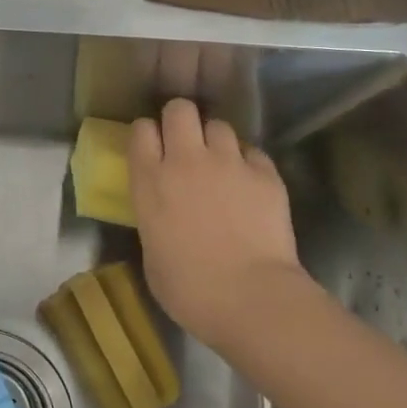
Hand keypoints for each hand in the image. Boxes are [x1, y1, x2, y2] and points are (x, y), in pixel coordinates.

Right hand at [128, 99, 313, 352]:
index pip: (141, 130)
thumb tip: (163, 212)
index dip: (147, 135)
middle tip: (185, 144)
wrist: (251, 298)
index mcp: (150, 182)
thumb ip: (154, 218)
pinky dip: (248, 163)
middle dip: (180, 120)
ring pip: (219, 125)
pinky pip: (252, 152)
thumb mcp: (152, 253)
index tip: (151, 149)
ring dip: (215, 141)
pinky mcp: (265, 173)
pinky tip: (249, 185)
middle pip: (180, 109)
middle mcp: (186, 161)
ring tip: (220, 165)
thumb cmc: (189, 290)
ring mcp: (229, 163)